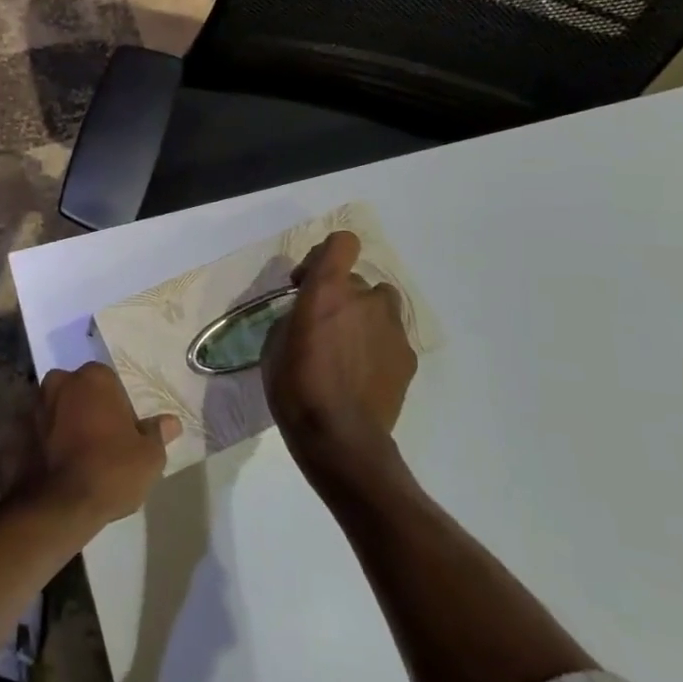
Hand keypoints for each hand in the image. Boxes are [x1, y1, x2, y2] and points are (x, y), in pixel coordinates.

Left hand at [27, 363, 180, 526]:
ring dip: (66, 425)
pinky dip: (45, 443)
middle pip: (80, 392)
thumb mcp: (149, 456)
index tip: (125, 434)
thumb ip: (158, 433)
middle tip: (102, 444)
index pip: (110, 383)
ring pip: (57, 410)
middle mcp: (60, 382)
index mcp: (93, 378)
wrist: (59, 506)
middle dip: (89, 410)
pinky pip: (38, 433)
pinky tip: (57, 467)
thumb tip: (171, 422)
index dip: (119, 408)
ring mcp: (34, 405)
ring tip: (79, 459)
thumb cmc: (111, 470)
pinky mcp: (15, 432)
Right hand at [262, 231, 417, 475]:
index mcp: (327, 290)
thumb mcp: (274, 345)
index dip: (327, 254)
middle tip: (322, 327)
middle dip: (339, 296)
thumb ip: (294, 317)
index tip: (309, 280)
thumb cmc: (295, 388)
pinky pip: (390, 337)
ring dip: (363, 316)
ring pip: (379, 306)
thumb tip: (306, 316)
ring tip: (347, 348)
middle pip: (356, 280)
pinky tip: (362, 375)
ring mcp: (392, 328)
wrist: (340, 438)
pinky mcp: (407, 356)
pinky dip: (377, 346)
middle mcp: (365, 299)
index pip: (342, 243)